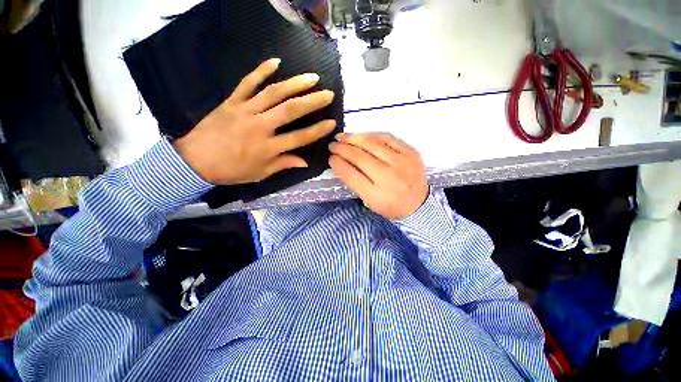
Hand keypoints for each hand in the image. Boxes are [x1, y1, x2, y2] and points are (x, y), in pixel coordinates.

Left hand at [173, 58, 335, 184]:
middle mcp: (260, 127)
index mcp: (268, 148)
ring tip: (312, 77)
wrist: (194, 161)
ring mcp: (245, 111)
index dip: (317, 130)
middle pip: (290, 111)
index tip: (332, 123)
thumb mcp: (261, 172)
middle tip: (328, 94)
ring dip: (295, 84)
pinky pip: (248, 83)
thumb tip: (305, 161)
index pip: (299, 137)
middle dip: (312, 102)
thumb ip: (283, 164)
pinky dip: (261, 71)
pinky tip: (276, 62)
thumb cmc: (231, 170)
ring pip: (273, 93)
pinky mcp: (231, 101)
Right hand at [329, 132, 428, 220]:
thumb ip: (354, 182)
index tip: (330, 157)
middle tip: (333, 145)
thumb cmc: (390, 205)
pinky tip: (362, 135)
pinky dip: (371, 134)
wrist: (419, 204)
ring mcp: (401, 162)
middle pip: (359, 157)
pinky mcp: (411, 152)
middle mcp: (388, 177)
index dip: (337, 163)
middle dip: (342, 148)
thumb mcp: (369, 201)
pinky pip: (387, 137)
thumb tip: (340, 162)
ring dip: (354, 138)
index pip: (350, 174)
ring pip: (372, 143)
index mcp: (376, 195)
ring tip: (343, 136)